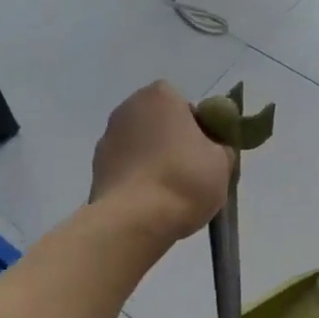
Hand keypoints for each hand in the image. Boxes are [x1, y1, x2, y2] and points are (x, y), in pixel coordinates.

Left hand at [90, 82, 233, 241]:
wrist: (134, 221)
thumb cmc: (184, 180)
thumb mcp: (222, 162)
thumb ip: (220, 147)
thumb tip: (212, 149)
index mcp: (160, 96)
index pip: (185, 105)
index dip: (198, 128)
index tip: (206, 153)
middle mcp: (128, 108)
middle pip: (159, 123)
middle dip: (173, 143)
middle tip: (191, 173)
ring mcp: (107, 138)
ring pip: (141, 146)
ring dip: (153, 161)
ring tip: (169, 193)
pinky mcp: (96, 168)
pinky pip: (126, 168)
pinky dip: (137, 179)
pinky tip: (149, 203)